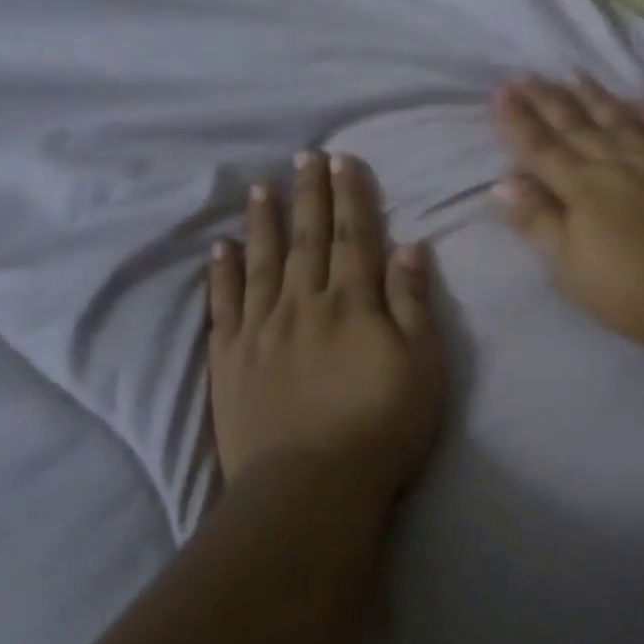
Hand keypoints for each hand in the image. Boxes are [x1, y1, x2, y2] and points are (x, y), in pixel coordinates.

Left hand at [207, 151, 445, 503]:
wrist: (311, 488)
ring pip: (263, 262)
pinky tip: (222, 247)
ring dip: (264, 221)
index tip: (343, 160)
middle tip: (304, 155)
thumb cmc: (381, 427)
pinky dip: (223, 273)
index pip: (353, 237)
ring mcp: (262, 329)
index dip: (351, 196)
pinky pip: (224, 305)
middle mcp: (304, 304)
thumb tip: (410, 246)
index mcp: (353, 303)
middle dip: (309, 194)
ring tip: (262, 187)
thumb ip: (412, 303)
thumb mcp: (422, 366)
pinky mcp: (231, 359)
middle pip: (308, 239)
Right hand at [493, 77, 643, 350]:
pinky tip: (643, 99)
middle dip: (549, 101)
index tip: (503, 92)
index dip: (519, 122)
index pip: (542, 149)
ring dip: (596, 97)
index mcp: (584, 190)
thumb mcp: (572, 269)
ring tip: (575, 76)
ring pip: (622, 120)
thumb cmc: (635, 293)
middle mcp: (619, 164)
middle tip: (527, 75)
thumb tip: (505, 182)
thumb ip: (539, 222)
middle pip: (578, 127)